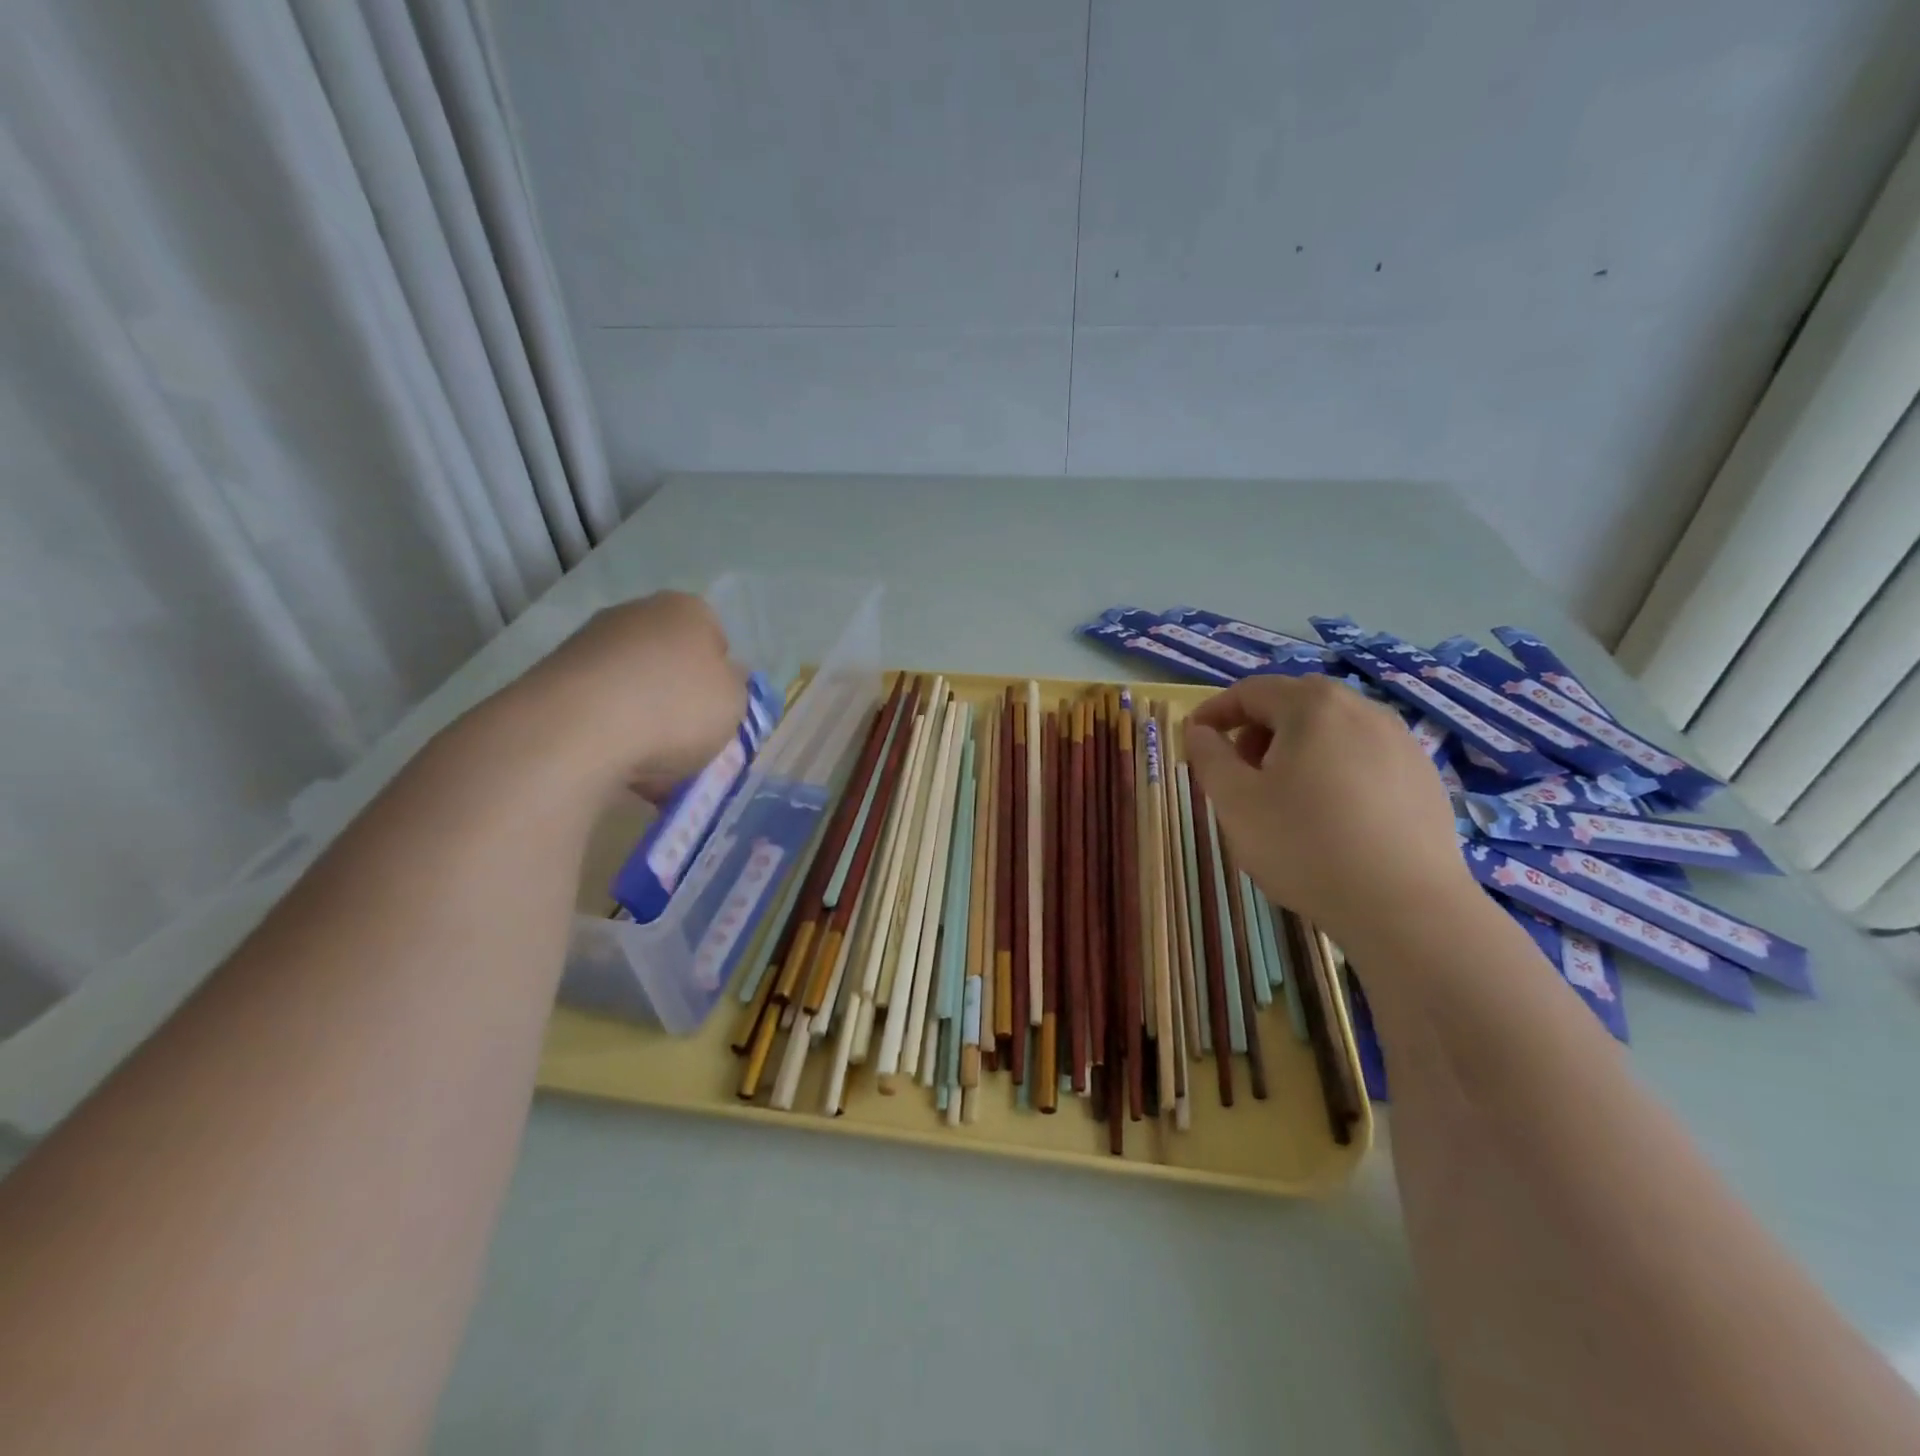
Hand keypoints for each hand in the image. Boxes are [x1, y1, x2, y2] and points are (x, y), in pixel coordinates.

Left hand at [507, 591, 745, 795]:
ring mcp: (590, 643)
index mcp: (687, 610)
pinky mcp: (553, 677)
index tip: (720, 713)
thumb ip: (734, 688)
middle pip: (671, 661)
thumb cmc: (675, 708)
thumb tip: (722, 680)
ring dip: (645, 719)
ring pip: (634, 687)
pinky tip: (618, 766)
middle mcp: (637, 614)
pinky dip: (612, 734)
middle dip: (680, 698)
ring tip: (652, 765)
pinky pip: (600, 709)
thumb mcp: (735, 703)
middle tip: (689, 739)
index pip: (717, 640)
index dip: (722, 679)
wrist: (577, 730)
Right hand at [1184, 675, 1474, 942]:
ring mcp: (1401, 742)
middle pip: (1295, 703)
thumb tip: (1199, 731)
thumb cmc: (1304, 846)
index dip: (1215, 711)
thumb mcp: (1235, 801)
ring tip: (1283, 795)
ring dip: (1297, 748)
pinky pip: (1364, 756)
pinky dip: (1334, 769)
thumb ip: (1209, 757)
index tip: (1193, 738)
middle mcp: (1362, 709)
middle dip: (1257, 729)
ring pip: (1333, 729)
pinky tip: (1331, 815)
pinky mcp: (1424, 776)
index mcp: (1313, 707)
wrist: (1406, 907)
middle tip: (1239, 770)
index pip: (1251, 691)